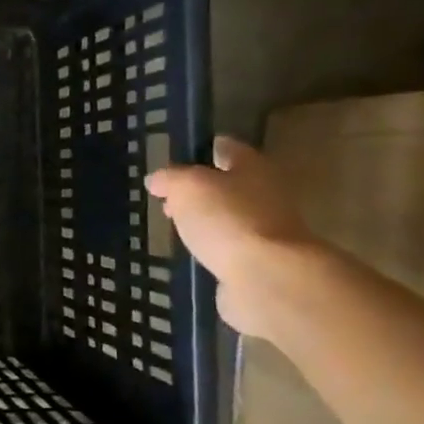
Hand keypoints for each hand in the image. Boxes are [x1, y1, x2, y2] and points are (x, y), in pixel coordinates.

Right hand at [145, 137, 321, 339]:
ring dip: (206, 220)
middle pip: (228, 184)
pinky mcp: (261, 261)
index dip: (200, 150)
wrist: (266, 276)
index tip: (175, 161)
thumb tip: (156, 179)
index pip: (225, 147)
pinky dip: (214, 247)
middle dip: (199, 190)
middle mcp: (266, 193)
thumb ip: (169, 179)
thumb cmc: (227, 219)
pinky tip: (195, 253)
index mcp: (253, 166)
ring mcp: (266, 229)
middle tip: (168, 201)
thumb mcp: (187, 187)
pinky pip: (232, 246)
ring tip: (177, 229)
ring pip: (229, 216)